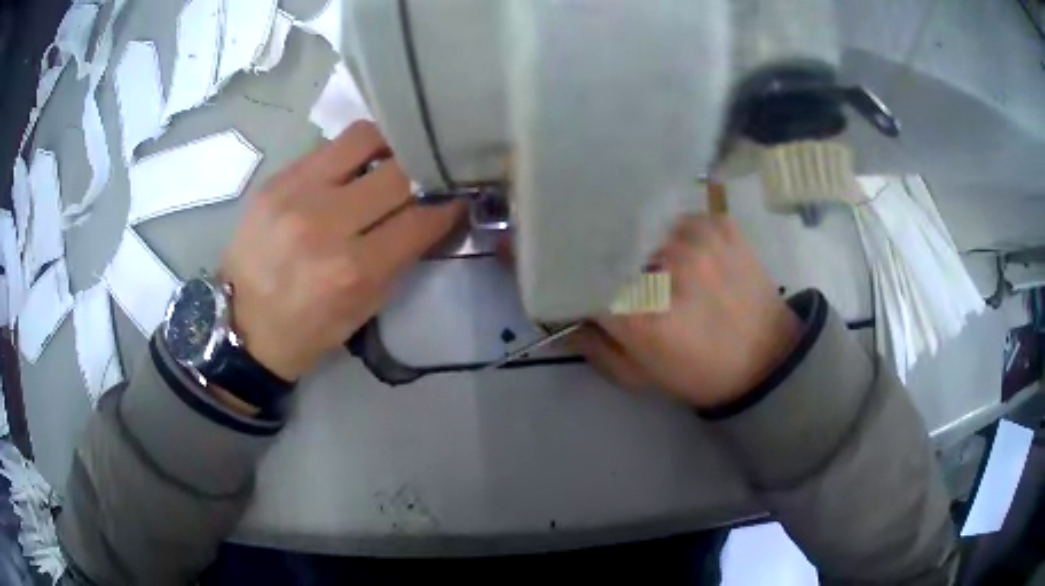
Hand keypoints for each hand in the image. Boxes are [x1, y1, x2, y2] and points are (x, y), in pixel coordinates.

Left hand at [220, 122, 464, 380]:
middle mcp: (324, 223)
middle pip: (398, 170)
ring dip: (387, 145)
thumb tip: (433, 215)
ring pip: (363, 137)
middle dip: (422, 172)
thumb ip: (401, 258)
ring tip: (389, 159)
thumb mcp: (364, 309)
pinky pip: (327, 147)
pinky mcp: (276, 179)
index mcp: (352, 270)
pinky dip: (349, 155)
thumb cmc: (308, 329)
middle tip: (425, 176)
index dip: (448, 206)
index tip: (457, 198)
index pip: (420, 218)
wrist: (242, 325)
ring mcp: (295, 194)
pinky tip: (349, 170)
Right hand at [568, 213, 801, 408]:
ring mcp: (697, 239)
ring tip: (659, 266)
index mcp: (642, 315)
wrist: (769, 357)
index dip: (572, 278)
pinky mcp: (720, 224)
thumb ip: (595, 347)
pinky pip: (679, 220)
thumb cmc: (700, 374)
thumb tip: (561, 319)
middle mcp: (667, 268)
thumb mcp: (640, 376)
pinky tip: (689, 256)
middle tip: (616, 274)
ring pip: (645, 228)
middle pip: (612, 246)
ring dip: (645, 246)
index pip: (583, 279)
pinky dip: (676, 235)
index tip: (566, 279)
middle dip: (607, 259)